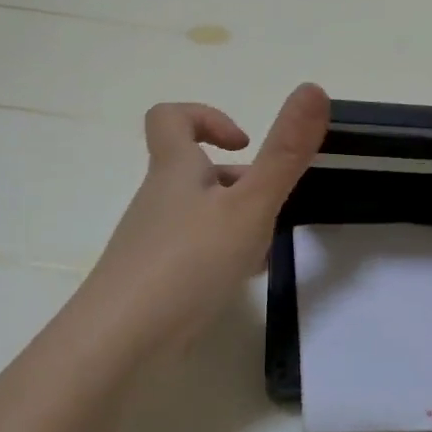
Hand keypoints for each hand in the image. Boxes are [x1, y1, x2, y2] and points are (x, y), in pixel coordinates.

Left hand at [66, 84, 329, 367]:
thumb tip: (313, 88)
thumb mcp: (248, 206)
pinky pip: (193, 252)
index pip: (171, 118)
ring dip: (235, 220)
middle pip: (194, 171)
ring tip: (265, 246)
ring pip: (199, 214)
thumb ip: (284, 153)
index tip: (242, 143)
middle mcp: (159, 200)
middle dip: (238, 181)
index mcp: (175, 171)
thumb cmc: (186, 263)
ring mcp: (152, 242)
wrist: (118, 343)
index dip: (207, 116)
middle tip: (270, 204)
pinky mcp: (154, 280)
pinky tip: (243, 280)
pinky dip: (222, 255)